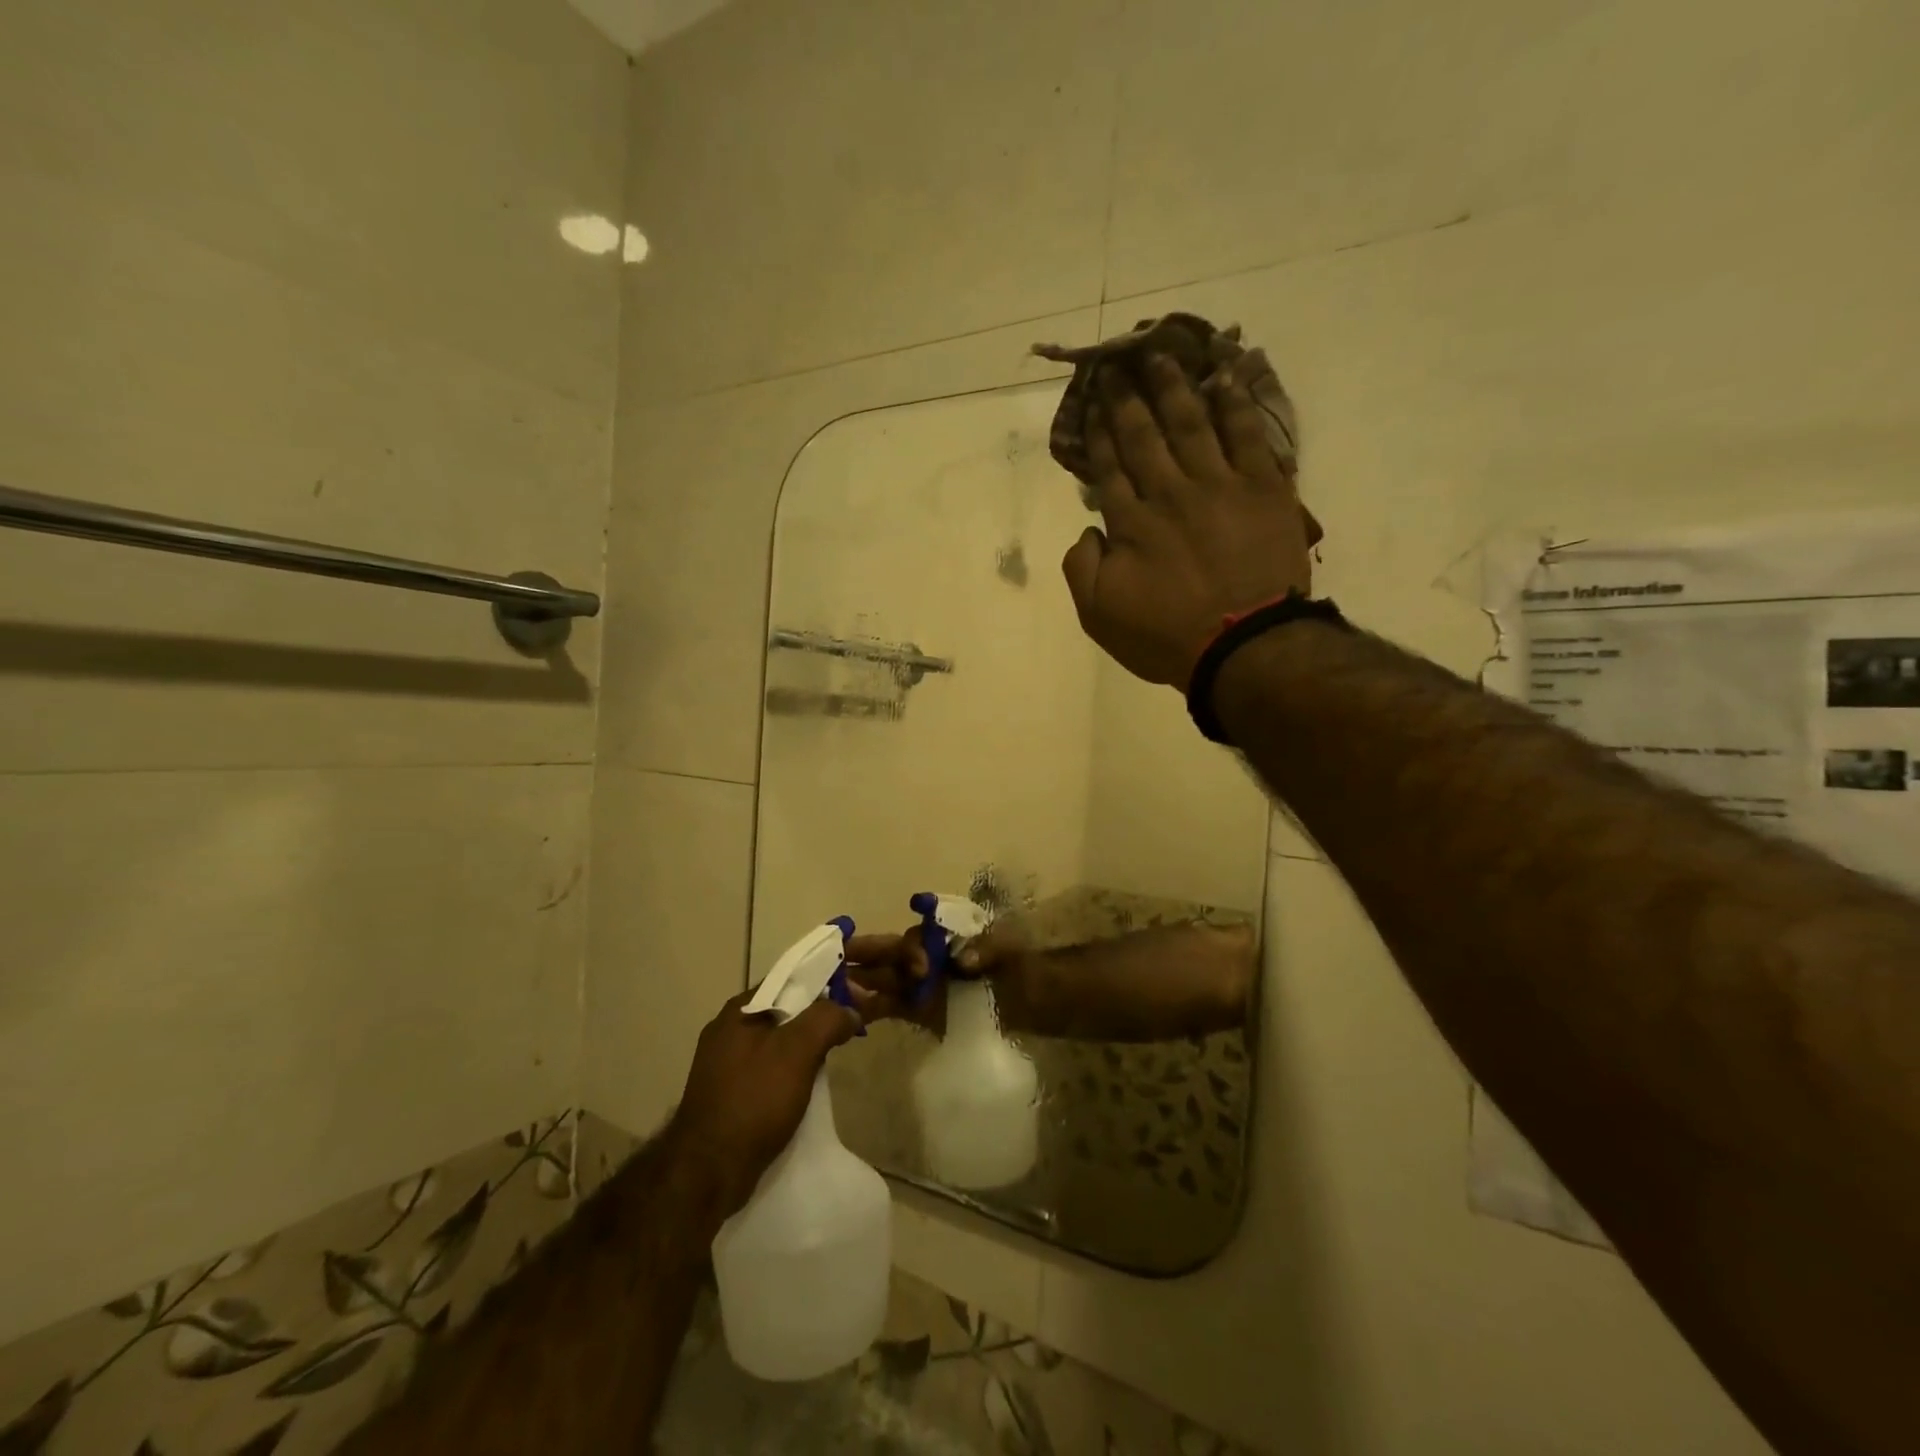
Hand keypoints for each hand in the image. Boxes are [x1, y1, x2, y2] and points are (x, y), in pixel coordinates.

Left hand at [669, 989, 861, 1219]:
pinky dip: (790, 1072)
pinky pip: (768, 1070)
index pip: (789, 979)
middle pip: (784, 1010)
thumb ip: (826, 1020)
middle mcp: (728, 1030)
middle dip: (817, 1017)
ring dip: (805, 1047)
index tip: (854, 996)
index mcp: (739, 1010)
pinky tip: (808, 1087)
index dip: (824, 983)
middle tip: (848, 1029)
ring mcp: (724, 1064)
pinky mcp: (728, 1094)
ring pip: (777, 1042)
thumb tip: (849, 1011)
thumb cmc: (753, 1100)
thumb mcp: (797, 1051)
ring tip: (833, 1057)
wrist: (708, 1172)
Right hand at [841, 927, 1032, 1034]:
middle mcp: (925, 957)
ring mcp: (920, 985)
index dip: (909, 948)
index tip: (921, 968)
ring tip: (832, 991)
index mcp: (942, 937)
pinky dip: (868, 1007)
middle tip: (838, 964)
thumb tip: (962, 962)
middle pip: (888, 954)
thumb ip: (987, 950)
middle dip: (863, 956)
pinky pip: (888, 1005)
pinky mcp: (918, 1011)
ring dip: (860, 983)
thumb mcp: (1009, 950)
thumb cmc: (1020, 964)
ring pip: (882, 979)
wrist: (1033, 998)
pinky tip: (848, 1015)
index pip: (915, 938)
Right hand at [1061, 353, 1319, 688]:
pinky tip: (1224, 379)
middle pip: (1144, 436)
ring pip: (1192, 424)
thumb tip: (1087, 529)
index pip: (1109, 468)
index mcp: (1131, 523)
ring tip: (1162, 355)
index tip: (1092, 402)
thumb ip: (1081, 568)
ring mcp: (1220, 486)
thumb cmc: (1167, 636)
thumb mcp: (1100, 616)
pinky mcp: (1264, 488)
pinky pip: (1247, 436)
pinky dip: (1235, 405)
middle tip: (1119, 362)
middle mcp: (1170, 493)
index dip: (1099, 432)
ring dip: (1174, 387)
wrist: (1245, 646)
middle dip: (1128, 398)